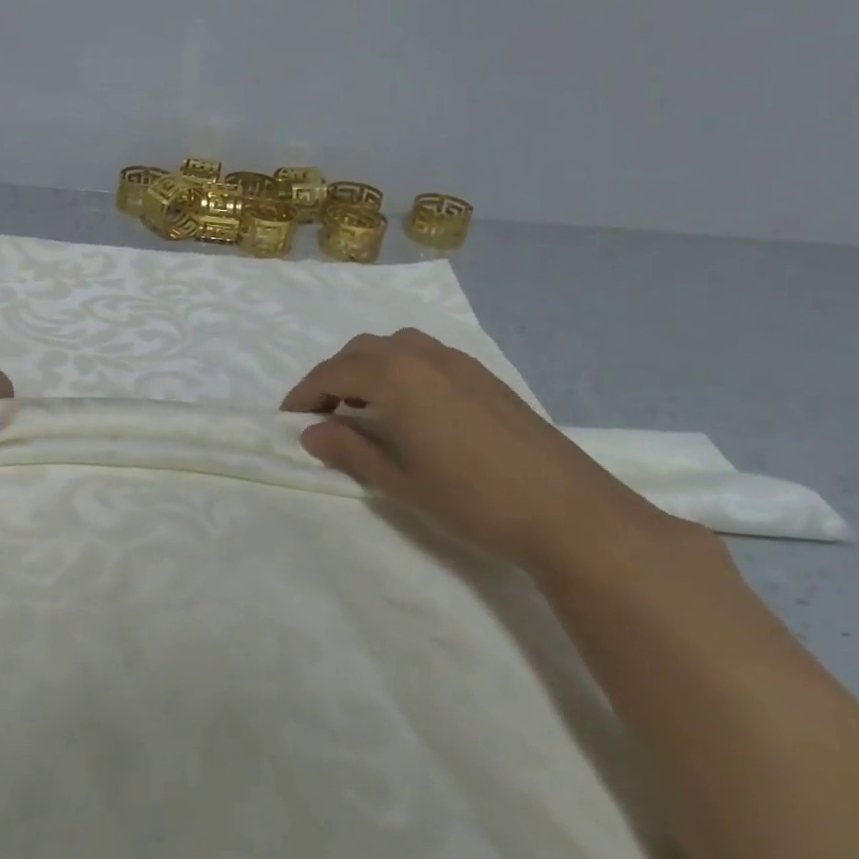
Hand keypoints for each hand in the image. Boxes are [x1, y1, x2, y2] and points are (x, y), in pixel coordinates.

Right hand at [283, 329, 679, 576]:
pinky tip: (407, 407)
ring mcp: (458, 362)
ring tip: (362, 407)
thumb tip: (311, 433)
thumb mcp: (399, 481)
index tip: (288, 419)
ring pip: (394, 346)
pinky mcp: (483, 375)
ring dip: (366, 368)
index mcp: (396, 378)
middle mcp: (423, 357)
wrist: (570, 512)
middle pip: (360, 351)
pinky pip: (424, 355)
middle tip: (321, 414)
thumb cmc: (473, 499)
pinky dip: (398, 369)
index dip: (304, 394)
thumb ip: (349, 450)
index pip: (333, 374)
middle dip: (332, 377)